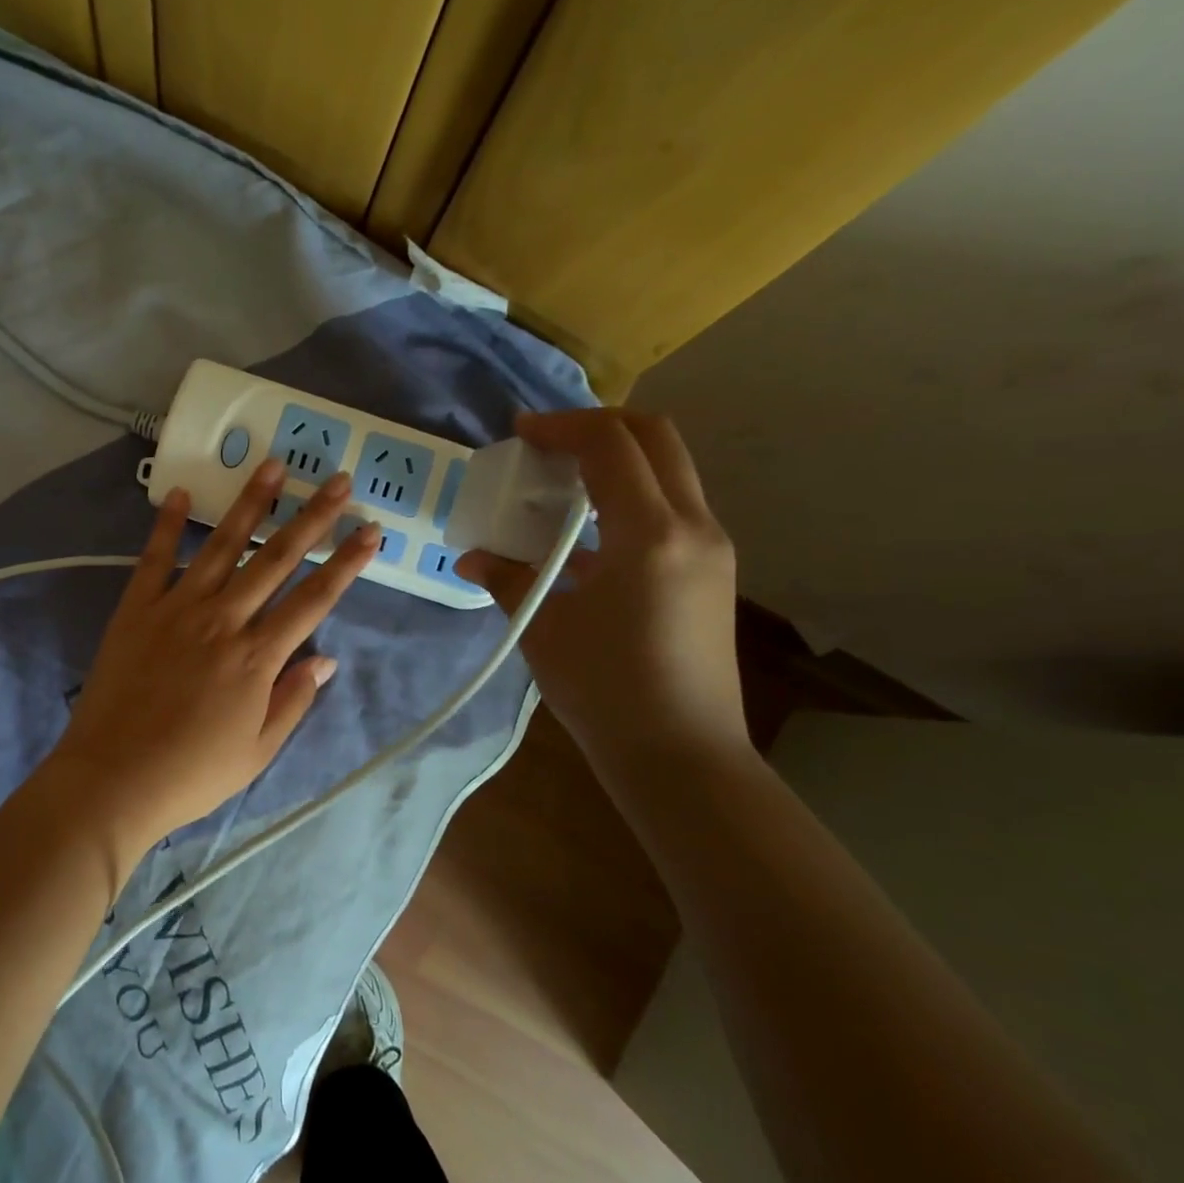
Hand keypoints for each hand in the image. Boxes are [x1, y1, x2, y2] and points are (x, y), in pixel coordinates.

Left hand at [44, 459, 377, 858]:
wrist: (112, 779)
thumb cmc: (192, 774)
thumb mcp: (257, 750)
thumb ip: (293, 699)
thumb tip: (326, 657)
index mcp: (257, 657)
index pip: (314, 600)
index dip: (345, 563)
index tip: (370, 530)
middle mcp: (223, 620)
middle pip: (275, 559)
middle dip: (311, 518)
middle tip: (337, 481)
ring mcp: (177, 609)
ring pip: (222, 546)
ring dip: (250, 504)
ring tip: (274, 466)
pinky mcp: (136, 610)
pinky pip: (154, 559)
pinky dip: (166, 525)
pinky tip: (179, 492)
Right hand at [454, 409, 747, 770]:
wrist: (681, 756)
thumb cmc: (606, 691)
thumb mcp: (545, 629)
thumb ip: (508, 579)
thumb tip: (472, 557)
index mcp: (651, 534)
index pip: (611, 445)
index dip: (562, 426)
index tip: (520, 433)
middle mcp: (694, 527)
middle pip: (655, 438)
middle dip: (598, 426)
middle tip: (547, 443)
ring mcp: (711, 549)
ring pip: (669, 471)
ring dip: (616, 461)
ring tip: (561, 484)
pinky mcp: (711, 572)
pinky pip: (671, 509)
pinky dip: (629, 499)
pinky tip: (586, 536)